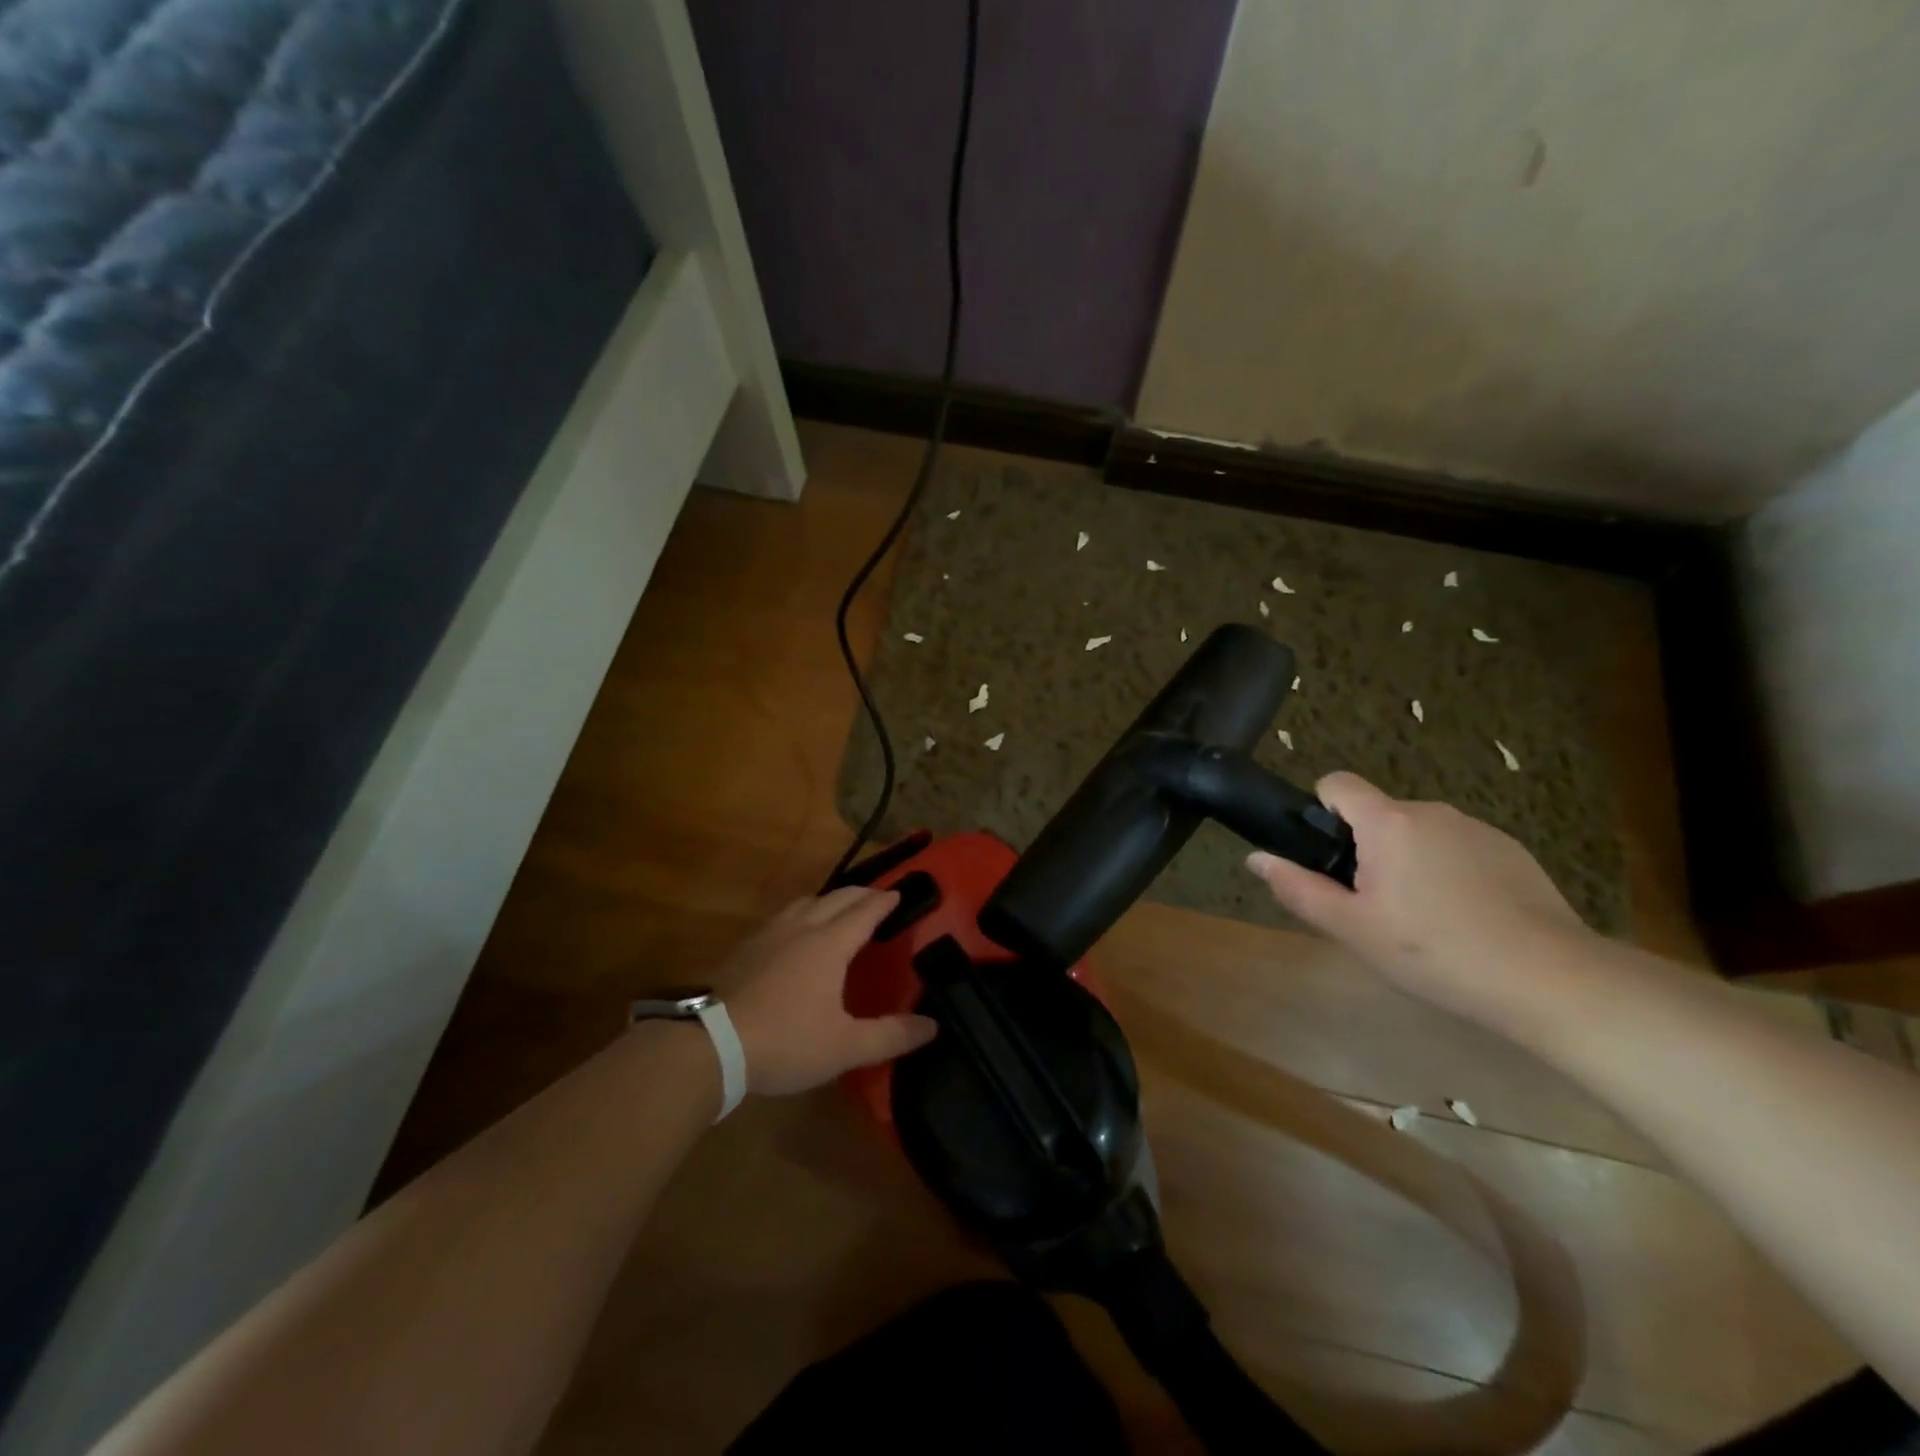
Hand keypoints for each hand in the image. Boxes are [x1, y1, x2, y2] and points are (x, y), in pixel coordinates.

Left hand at [717, 886, 937, 1096]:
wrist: (713, 1044)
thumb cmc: (787, 1041)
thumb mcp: (845, 1047)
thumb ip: (891, 1035)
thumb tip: (933, 1025)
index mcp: (830, 944)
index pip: (865, 911)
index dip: (884, 901)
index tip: (899, 893)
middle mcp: (802, 928)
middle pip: (837, 898)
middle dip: (861, 893)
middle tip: (877, 896)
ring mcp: (770, 934)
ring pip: (805, 902)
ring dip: (829, 899)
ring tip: (838, 908)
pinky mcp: (746, 948)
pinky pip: (782, 917)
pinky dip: (801, 913)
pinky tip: (794, 933)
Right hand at [1246, 771, 1590, 1015]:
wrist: (1550, 980)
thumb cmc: (1434, 951)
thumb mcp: (1352, 928)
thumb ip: (1298, 889)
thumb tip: (1256, 858)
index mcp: (1388, 822)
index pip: (1337, 783)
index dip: (1322, 810)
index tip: (1330, 857)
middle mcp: (1432, 811)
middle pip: (1378, 814)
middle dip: (1367, 849)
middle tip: (1374, 906)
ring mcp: (1478, 828)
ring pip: (1419, 834)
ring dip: (1408, 861)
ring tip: (1423, 920)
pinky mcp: (1513, 852)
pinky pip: (1459, 849)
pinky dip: (1449, 873)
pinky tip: (1465, 920)